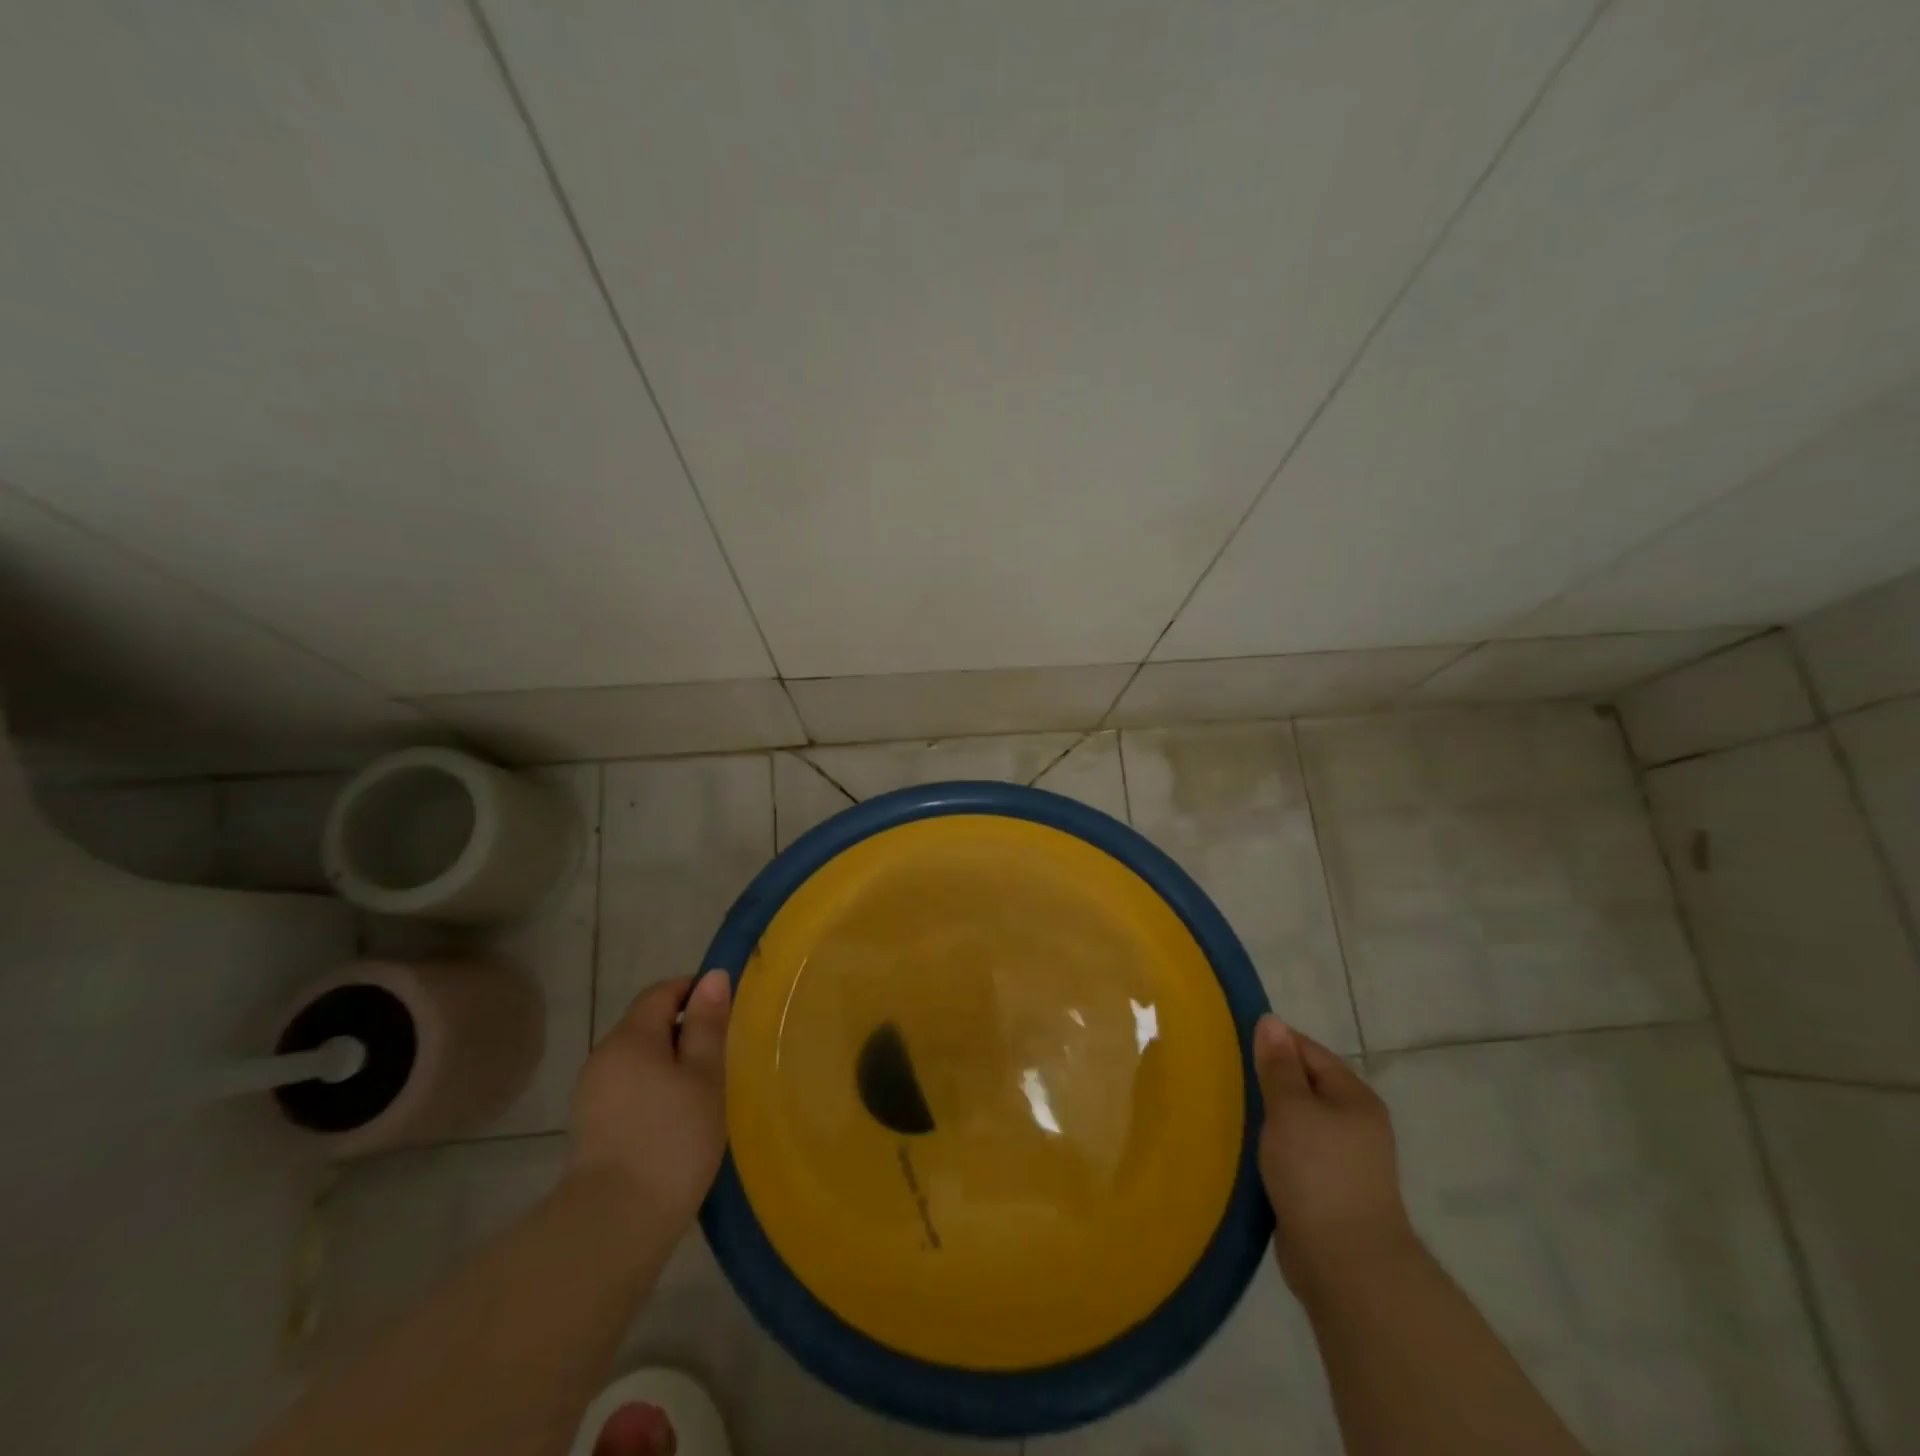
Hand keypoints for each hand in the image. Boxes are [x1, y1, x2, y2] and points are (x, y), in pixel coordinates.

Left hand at [570, 971, 730, 1232]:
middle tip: (723, 1056)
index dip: (695, 992)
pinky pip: (628, 1090)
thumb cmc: (671, 1139)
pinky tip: (676, 1120)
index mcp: (630, 1037)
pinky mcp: (590, 1128)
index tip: (726, 1013)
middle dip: (684, 1031)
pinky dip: (654, 1092)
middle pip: (647, 1025)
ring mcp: (591, 1095)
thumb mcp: (704, 1076)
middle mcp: (603, 1056)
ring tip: (704, 1091)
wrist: (613, 1227)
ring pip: (639, 1060)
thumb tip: (712, 977)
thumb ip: (707, 1024)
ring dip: (670, 1064)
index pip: (662, 992)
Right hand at [1253, 1015, 1415, 1295]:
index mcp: (1354, 1097)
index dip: (1272, 1043)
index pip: (1308, 1051)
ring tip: (1225, 1109)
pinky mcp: (1326, 1191)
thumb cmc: (1318, 1173)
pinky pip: (1292, 1154)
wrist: (1347, 1267)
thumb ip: (1278, 1065)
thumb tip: (1271, 1020)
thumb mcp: (1291, 1109)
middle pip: (1303, 1085)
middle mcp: (1354, 1124)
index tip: (1230, 1043)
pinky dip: (1270, 1149)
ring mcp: (1343, 1161)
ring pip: (1295, 1122)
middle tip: (1221, 1075)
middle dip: (1265, 1080)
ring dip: (1265, 1117)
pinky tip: (1242, 1149)